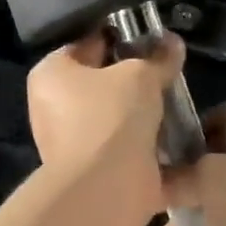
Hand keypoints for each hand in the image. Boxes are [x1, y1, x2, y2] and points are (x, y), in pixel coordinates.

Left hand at [26, 32, 185, 214]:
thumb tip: (172, 42)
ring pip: (114, 116)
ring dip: (142, 113)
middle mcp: (52, 105)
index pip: (87, 44)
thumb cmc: (112, 116)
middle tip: (166, 71)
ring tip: (175, 101)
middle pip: (101, 82)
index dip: (121, 38)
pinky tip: (173, 135)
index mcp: (50, 73)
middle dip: (134, 79)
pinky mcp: (91, 170)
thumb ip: (158, 57)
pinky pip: (122, 146)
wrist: (107, 187)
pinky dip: (144, 142)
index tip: (152, 40)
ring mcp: (69, 141)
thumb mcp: (141, 75)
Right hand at [160, 103, 225, 225]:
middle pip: (211, 155)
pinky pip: (224, 222)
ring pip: (214, 192)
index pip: (217, 113)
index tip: (160, 145)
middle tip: (150, 185)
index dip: (189, 125)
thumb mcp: (206, 178)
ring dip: (188, 206)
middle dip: (181, 171)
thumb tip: (149, 180)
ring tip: (158, 222)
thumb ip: (173, 176)